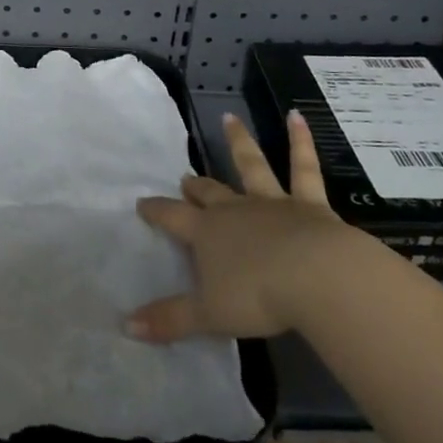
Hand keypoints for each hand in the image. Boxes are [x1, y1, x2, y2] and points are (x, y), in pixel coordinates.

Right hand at [128, 110, 348, 341]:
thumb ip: (169, 319)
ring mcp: (272, 202)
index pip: (173, 218)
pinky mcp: (309, 204)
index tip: (142, 202)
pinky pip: (304, 168)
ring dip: (239, 142)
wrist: (317, 278)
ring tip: (229, 118)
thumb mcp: (208, 314)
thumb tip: (125, 326)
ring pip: (251, 166)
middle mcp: (235, 210)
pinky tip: (298, 116)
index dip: (156, 211)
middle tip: (186, 177)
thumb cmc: (258, 296)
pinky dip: (300, 141)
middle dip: (196, 186)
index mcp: (207, 234)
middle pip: (210, 193)